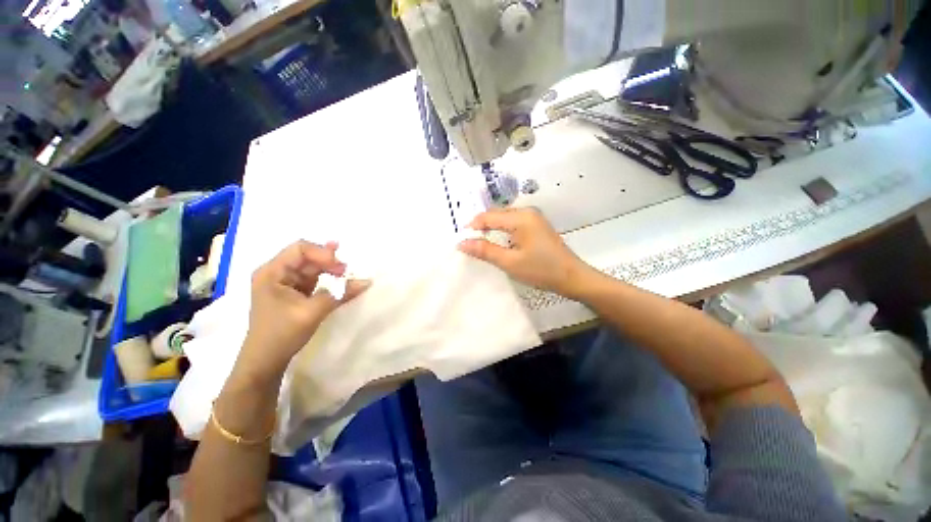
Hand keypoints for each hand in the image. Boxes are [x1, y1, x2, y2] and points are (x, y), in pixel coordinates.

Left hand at [237, 240, 368, 381]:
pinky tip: (340, 280)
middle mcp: (276, 273)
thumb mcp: (313, 312)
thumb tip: (367, 282)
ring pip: (312, 268)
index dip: (323, 254)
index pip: (300, 249)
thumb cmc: (282, 334)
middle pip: (307, 257)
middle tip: (348, 270)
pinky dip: (327, 280)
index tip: (341, 268)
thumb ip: (340, 294)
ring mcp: (284, 283)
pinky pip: (313, 280)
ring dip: (330, 269)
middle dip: (329, 261)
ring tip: (347, 273)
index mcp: (272, 272)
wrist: (265, 362)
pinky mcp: (293, 293)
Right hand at [458, 208, 592, 297]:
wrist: (572, 277)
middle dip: (481, 227)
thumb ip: (485, 250)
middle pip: (496, 214)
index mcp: (520, 217)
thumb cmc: (541, 270)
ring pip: (504, 218)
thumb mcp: (510, 262)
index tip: (461, 240)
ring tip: (480, 244)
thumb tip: (462, 242)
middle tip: (469, 243)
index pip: (488, 216)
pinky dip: (502, 231)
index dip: (472, 226)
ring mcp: (533, 217)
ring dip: (491, 229)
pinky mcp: (536, 225)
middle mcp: (527, 212)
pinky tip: (498, 243)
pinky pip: (512, 223)